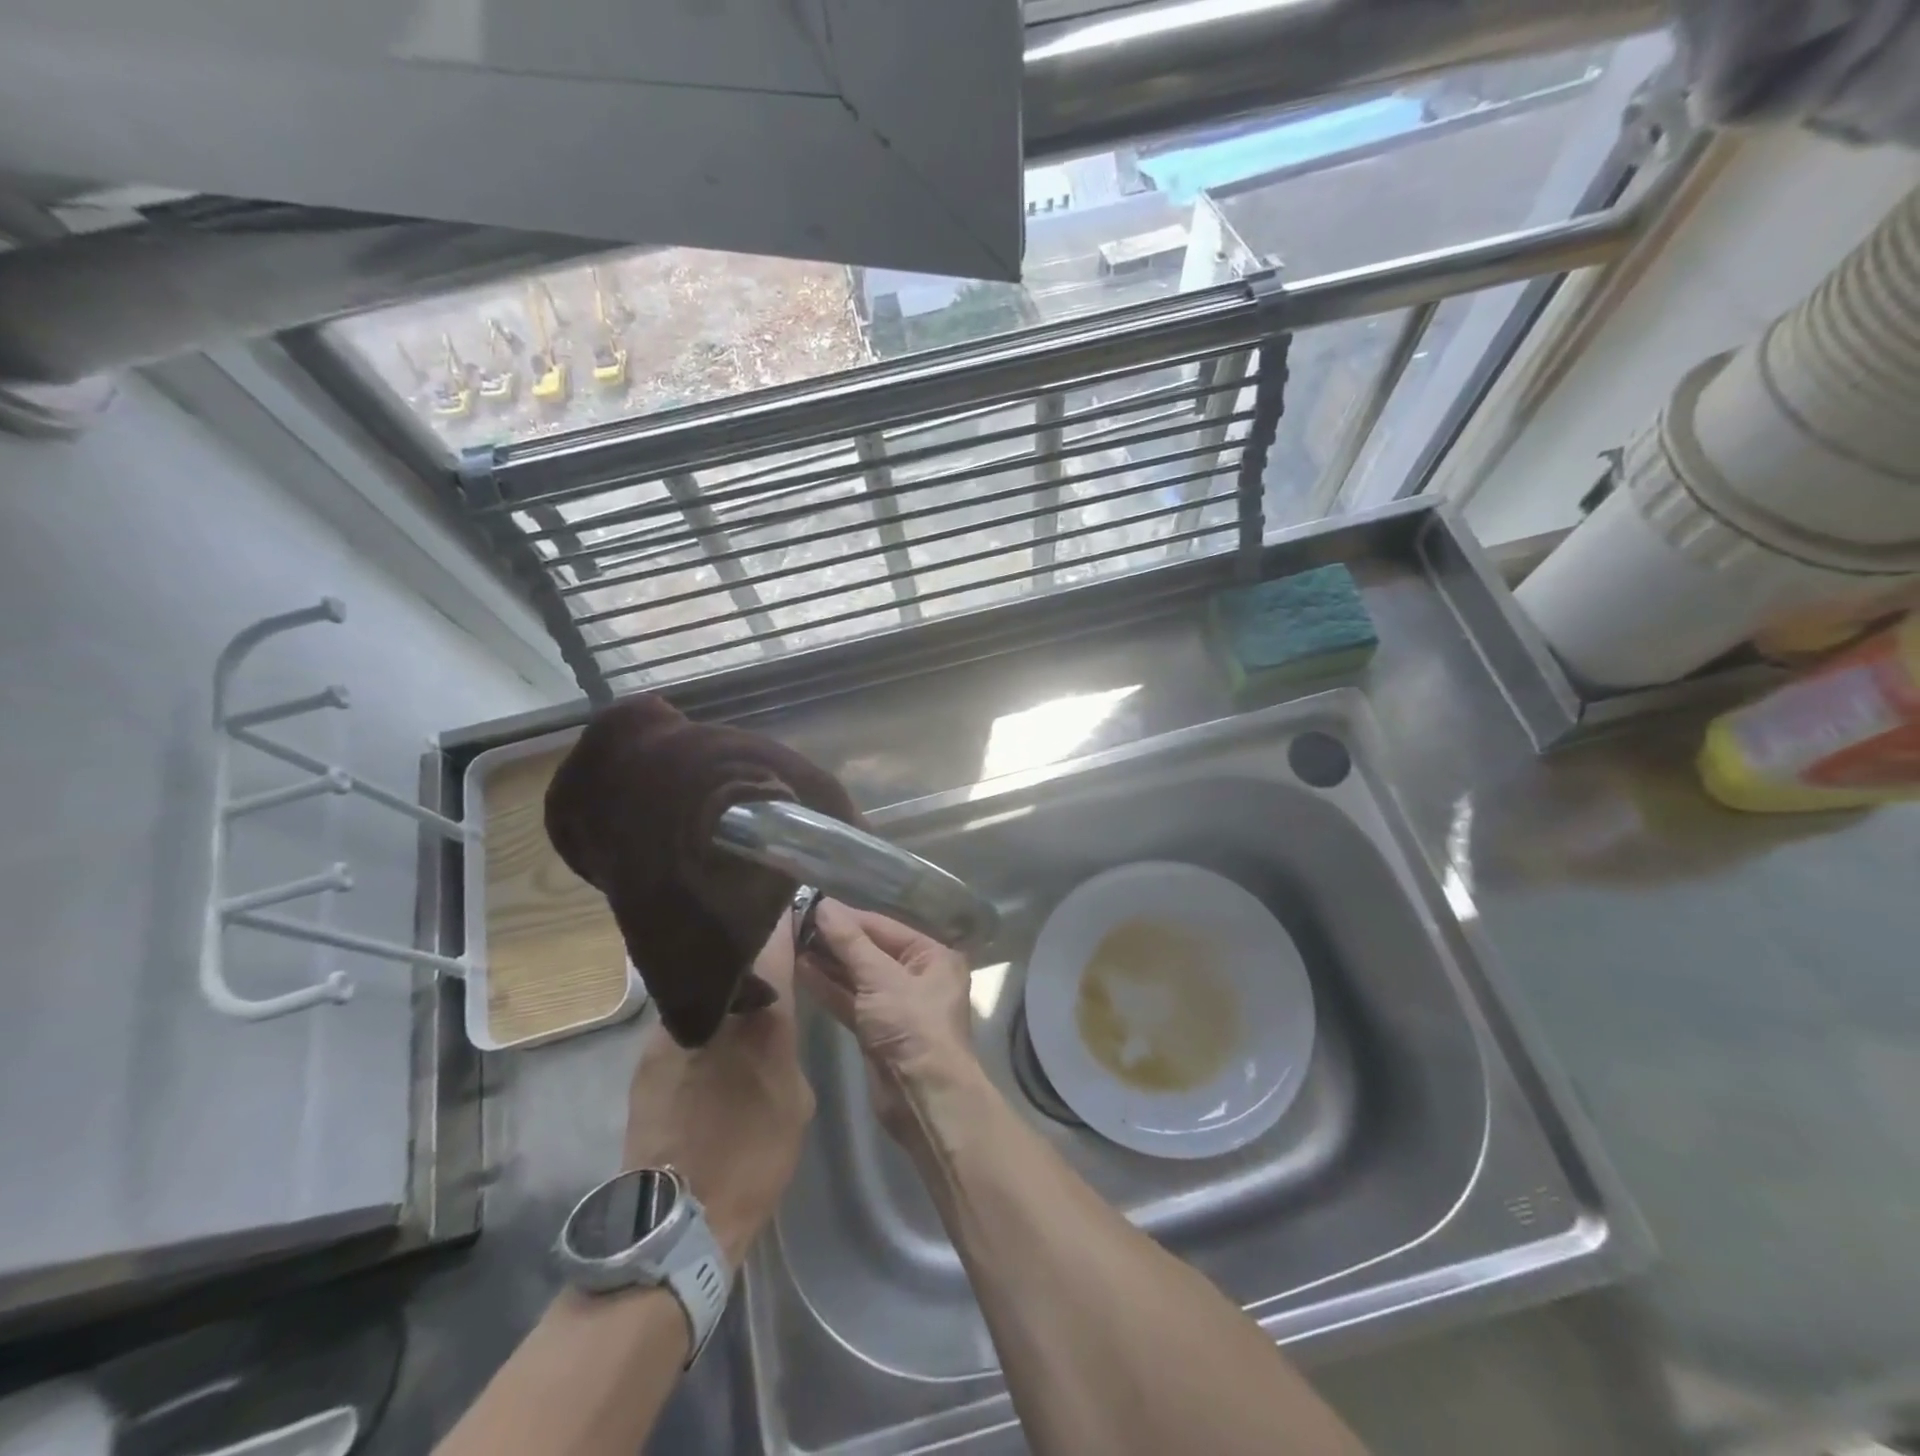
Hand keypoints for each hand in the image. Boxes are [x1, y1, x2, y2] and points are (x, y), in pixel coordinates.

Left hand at [622, 913, 813, 1264]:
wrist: (679, 1218)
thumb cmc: (756, 1157)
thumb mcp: (797, 1097)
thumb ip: (786, 1043)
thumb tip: (775, 1020)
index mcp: (764, 1017)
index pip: (774, 941)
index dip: (783, 919)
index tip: (790, 905)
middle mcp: (717, 1009)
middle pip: (736, 955)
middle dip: (752, 945)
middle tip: (767, 945)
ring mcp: (674, 1028)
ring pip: (706, 987)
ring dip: (723, 984)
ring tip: (737, 992)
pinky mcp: (647, 1053)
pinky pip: (682, 1018)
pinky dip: (700, 1016)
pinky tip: (708, 1038)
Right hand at [797, 901, 979, 1148]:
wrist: (924, 1099)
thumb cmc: (912, 1027)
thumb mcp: (881, 978)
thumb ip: (850, 942)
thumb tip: (823, 905)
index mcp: (932, 956)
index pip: (882, 927)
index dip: (846, 917)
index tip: (809, 904)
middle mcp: (917, 975)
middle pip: (870, 949)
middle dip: (834, 939)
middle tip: (793, 922)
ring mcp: (896, 1004)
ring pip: (857, 976)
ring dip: (827, 962)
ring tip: (790, 942)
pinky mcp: (877, 1030)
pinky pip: (851, 1000)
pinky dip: (829, 988)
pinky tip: (800, 971)